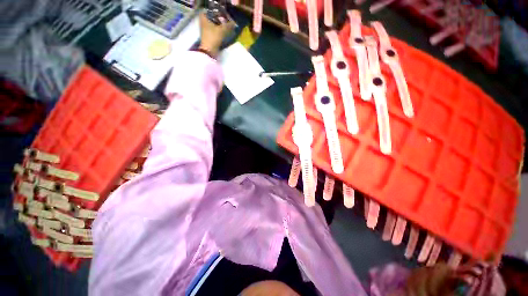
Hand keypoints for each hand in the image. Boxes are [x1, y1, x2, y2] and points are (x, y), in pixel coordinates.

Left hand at [199, 12, 235, 56]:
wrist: (209, 51)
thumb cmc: (213, 37)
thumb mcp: (222, 30)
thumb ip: (228, 26)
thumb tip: (234, 23)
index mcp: (204, 17)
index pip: (210, 10)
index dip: (216, 11)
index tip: (223, 13)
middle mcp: (203, 22)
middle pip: (212, 17)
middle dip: (219, 18)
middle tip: (226, 19)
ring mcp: (205, 30)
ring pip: (213, 24)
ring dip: (219, 25)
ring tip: (227, 26)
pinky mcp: (208, 36)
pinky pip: (214, 30)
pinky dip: (218, 31)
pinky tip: (224, 32)